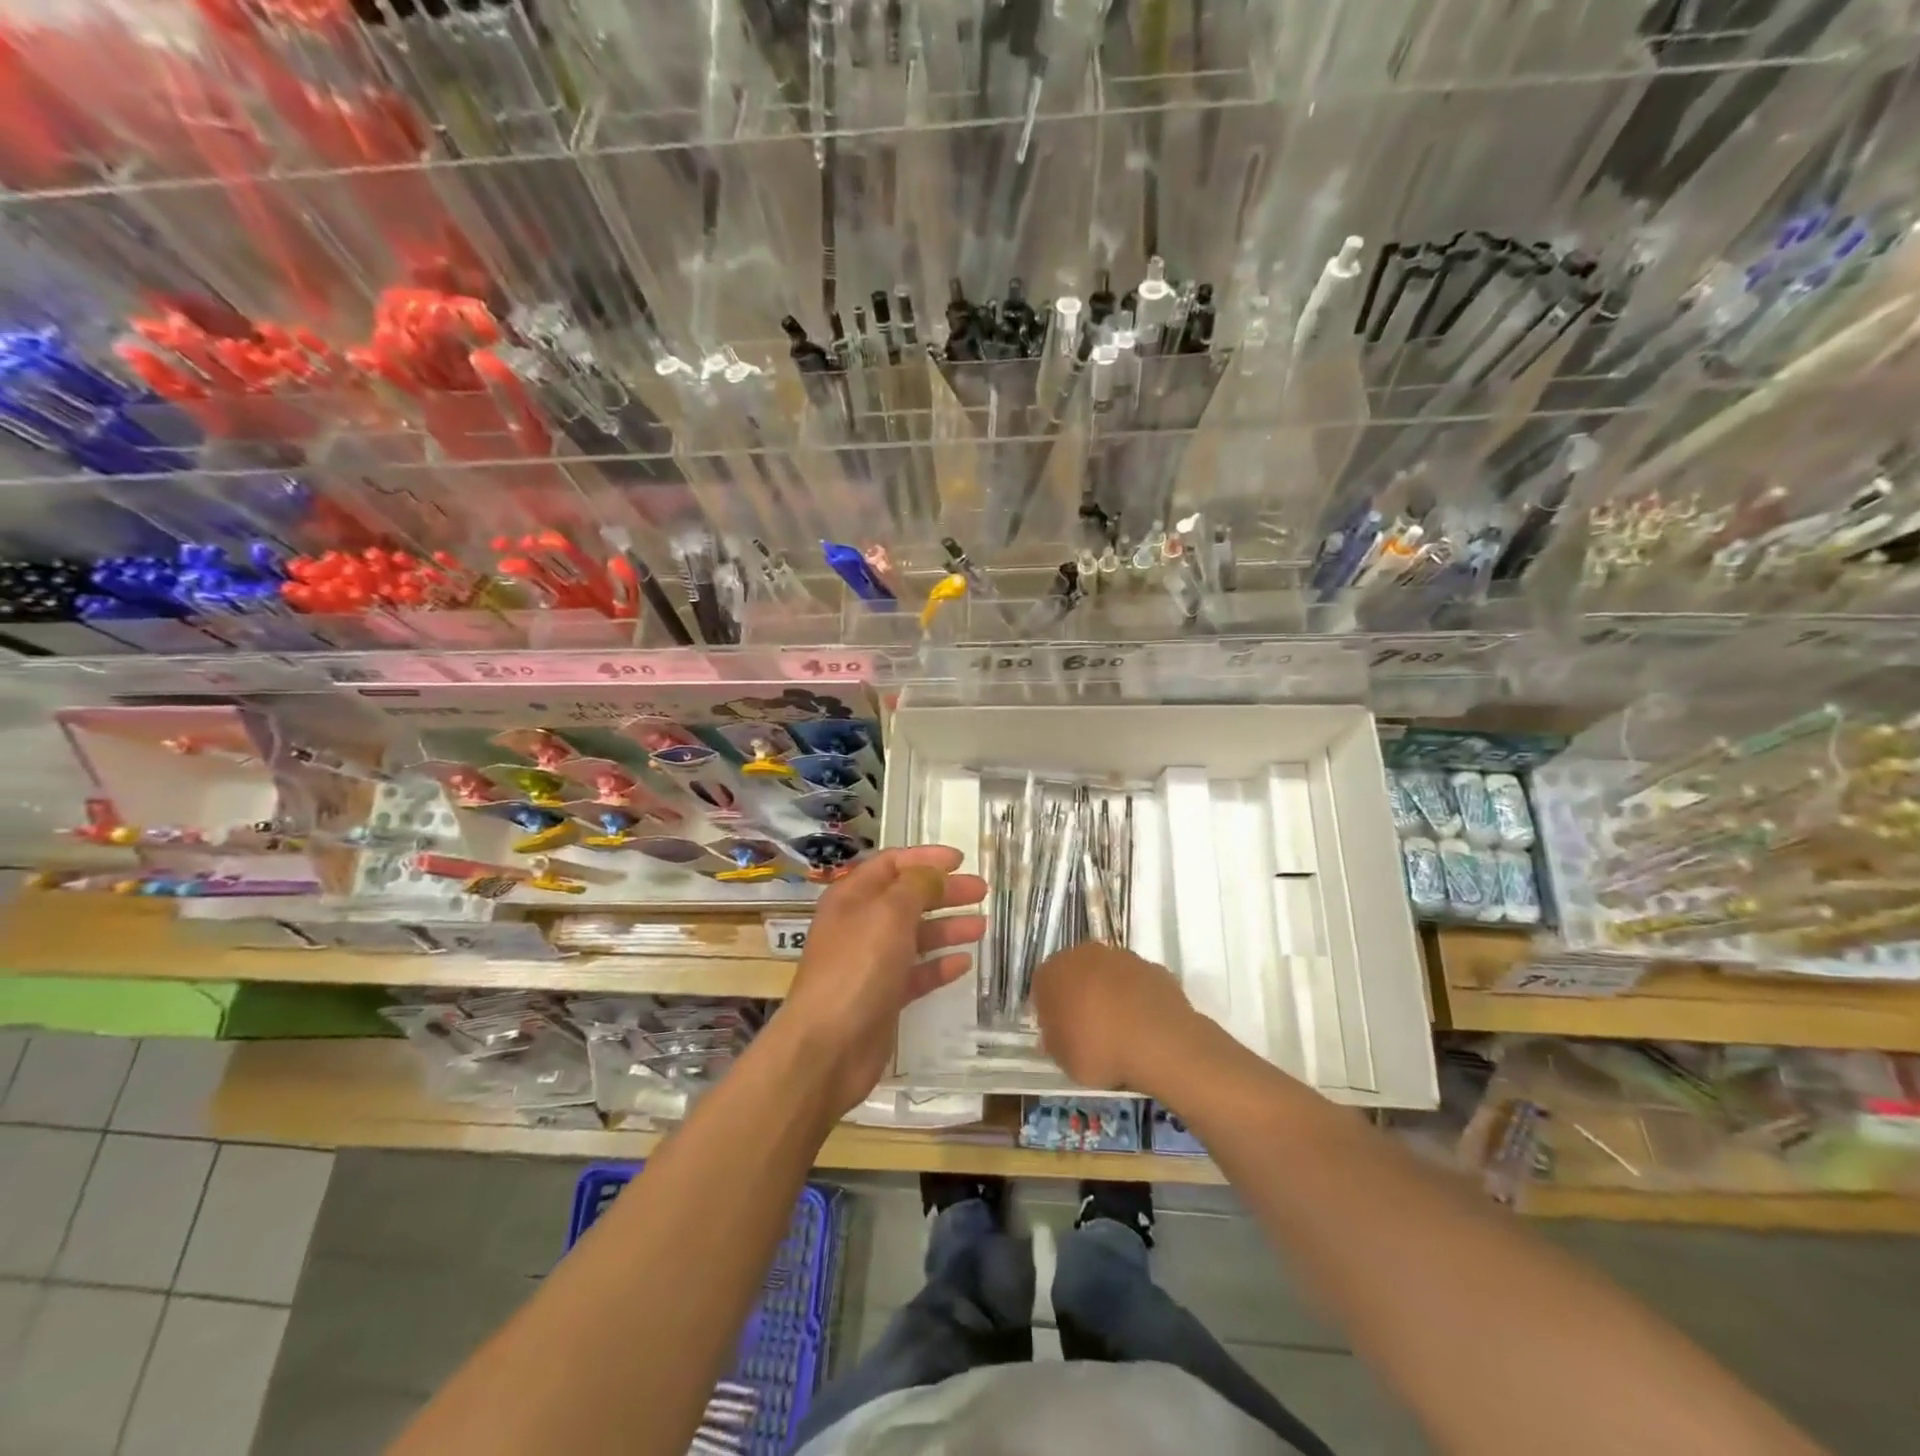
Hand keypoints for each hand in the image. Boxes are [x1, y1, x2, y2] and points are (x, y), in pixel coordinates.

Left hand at [778, 846, 986, 1116]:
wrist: (829, 1047)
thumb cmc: (857, 967)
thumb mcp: (889, 914)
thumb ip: (916, 886)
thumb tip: (934, 872)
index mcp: (852, 897)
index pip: (891, 864)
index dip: (924, 858)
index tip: (961, 859)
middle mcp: (860, 925)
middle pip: (907, 899)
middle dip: (943, 892)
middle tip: (982, 891)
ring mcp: (871, 963)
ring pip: (915, 936)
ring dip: (947, 927)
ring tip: (982, 926)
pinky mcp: (883, 997)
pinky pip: (916, 973)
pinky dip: (939, 965)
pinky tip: (965, 962)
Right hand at [1032, 942, 1209, 1095]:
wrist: (1159, 1043)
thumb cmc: (1099, 1050)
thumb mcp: (1063, 1059)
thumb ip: (1054, 1041)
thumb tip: (1056, 1034)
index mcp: (1054, 972)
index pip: (1043, 985)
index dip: (1050, 1009)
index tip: (1059, 1032)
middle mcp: (1085, 954)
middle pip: (1076, 972)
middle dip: (1080, 995)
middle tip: (1088, 1029)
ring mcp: (1123, 957)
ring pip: (1108, 974)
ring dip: (1110, 994)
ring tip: (1121, 1030)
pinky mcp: (1153, 967)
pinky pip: (1137, 983)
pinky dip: (1138, 998)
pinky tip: (1144, 1025)